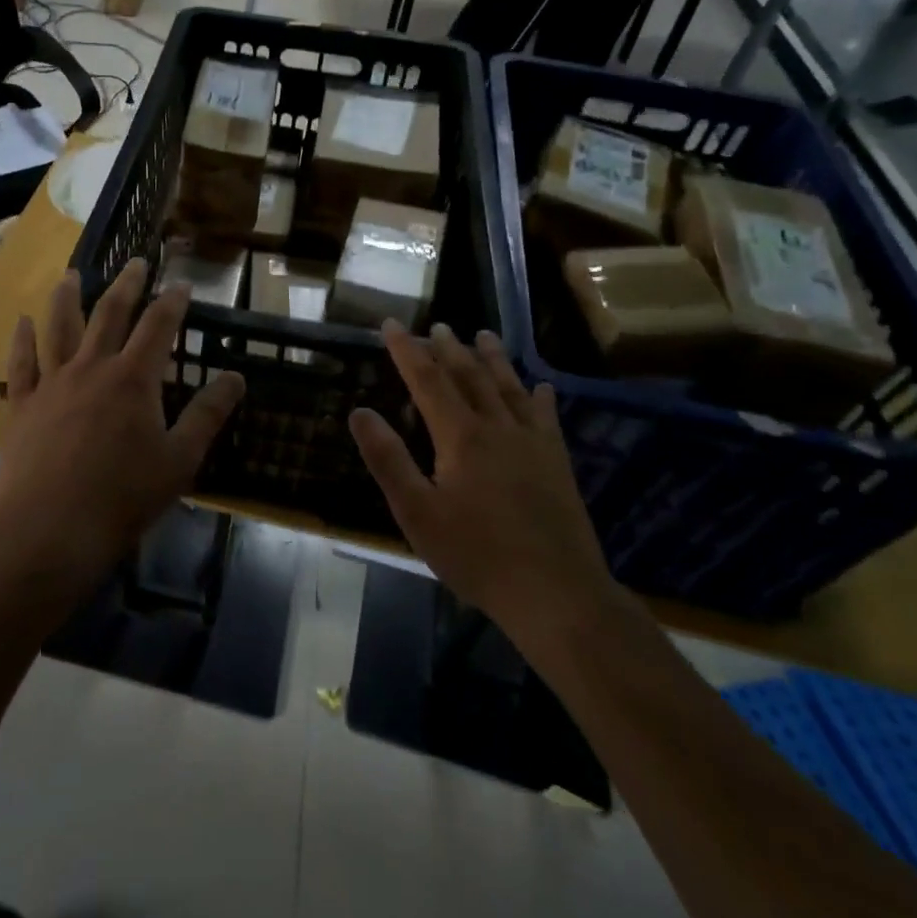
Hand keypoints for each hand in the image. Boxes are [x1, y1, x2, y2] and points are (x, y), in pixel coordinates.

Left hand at [0, 259, 245, 595]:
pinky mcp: (23, 404)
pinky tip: (21, 321)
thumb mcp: (179, 460)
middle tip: (134, 261)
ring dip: (68, 297)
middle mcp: (92, 368)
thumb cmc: (122, 497)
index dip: (173, 301)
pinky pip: (22, 363)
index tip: (182, 283)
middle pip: (110, 313)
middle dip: (126, 285)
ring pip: (60, 327)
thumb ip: (208, 415)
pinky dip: (22, 339)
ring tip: (71, 274)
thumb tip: (236, 377)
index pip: (158, 326)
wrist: (48, 529)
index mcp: (134, 379)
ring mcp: (53, 383)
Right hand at [348, 322, 617, 655]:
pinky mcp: (557, 464)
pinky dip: (539, 397)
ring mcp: (532, 444)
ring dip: (493, 359)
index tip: (391, 323)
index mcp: (460, 436)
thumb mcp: (417, 512)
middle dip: (448, 348)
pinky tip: (541, 387)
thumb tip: (359, 412)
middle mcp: (497, 427)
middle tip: (437, 325)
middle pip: (470, 376)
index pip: (427, 380)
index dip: (406, 350)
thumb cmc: (476, 555)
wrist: (556, 593)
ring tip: (483, 334)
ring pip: (509, 388)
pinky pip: (547, 418)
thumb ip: (387, 459)